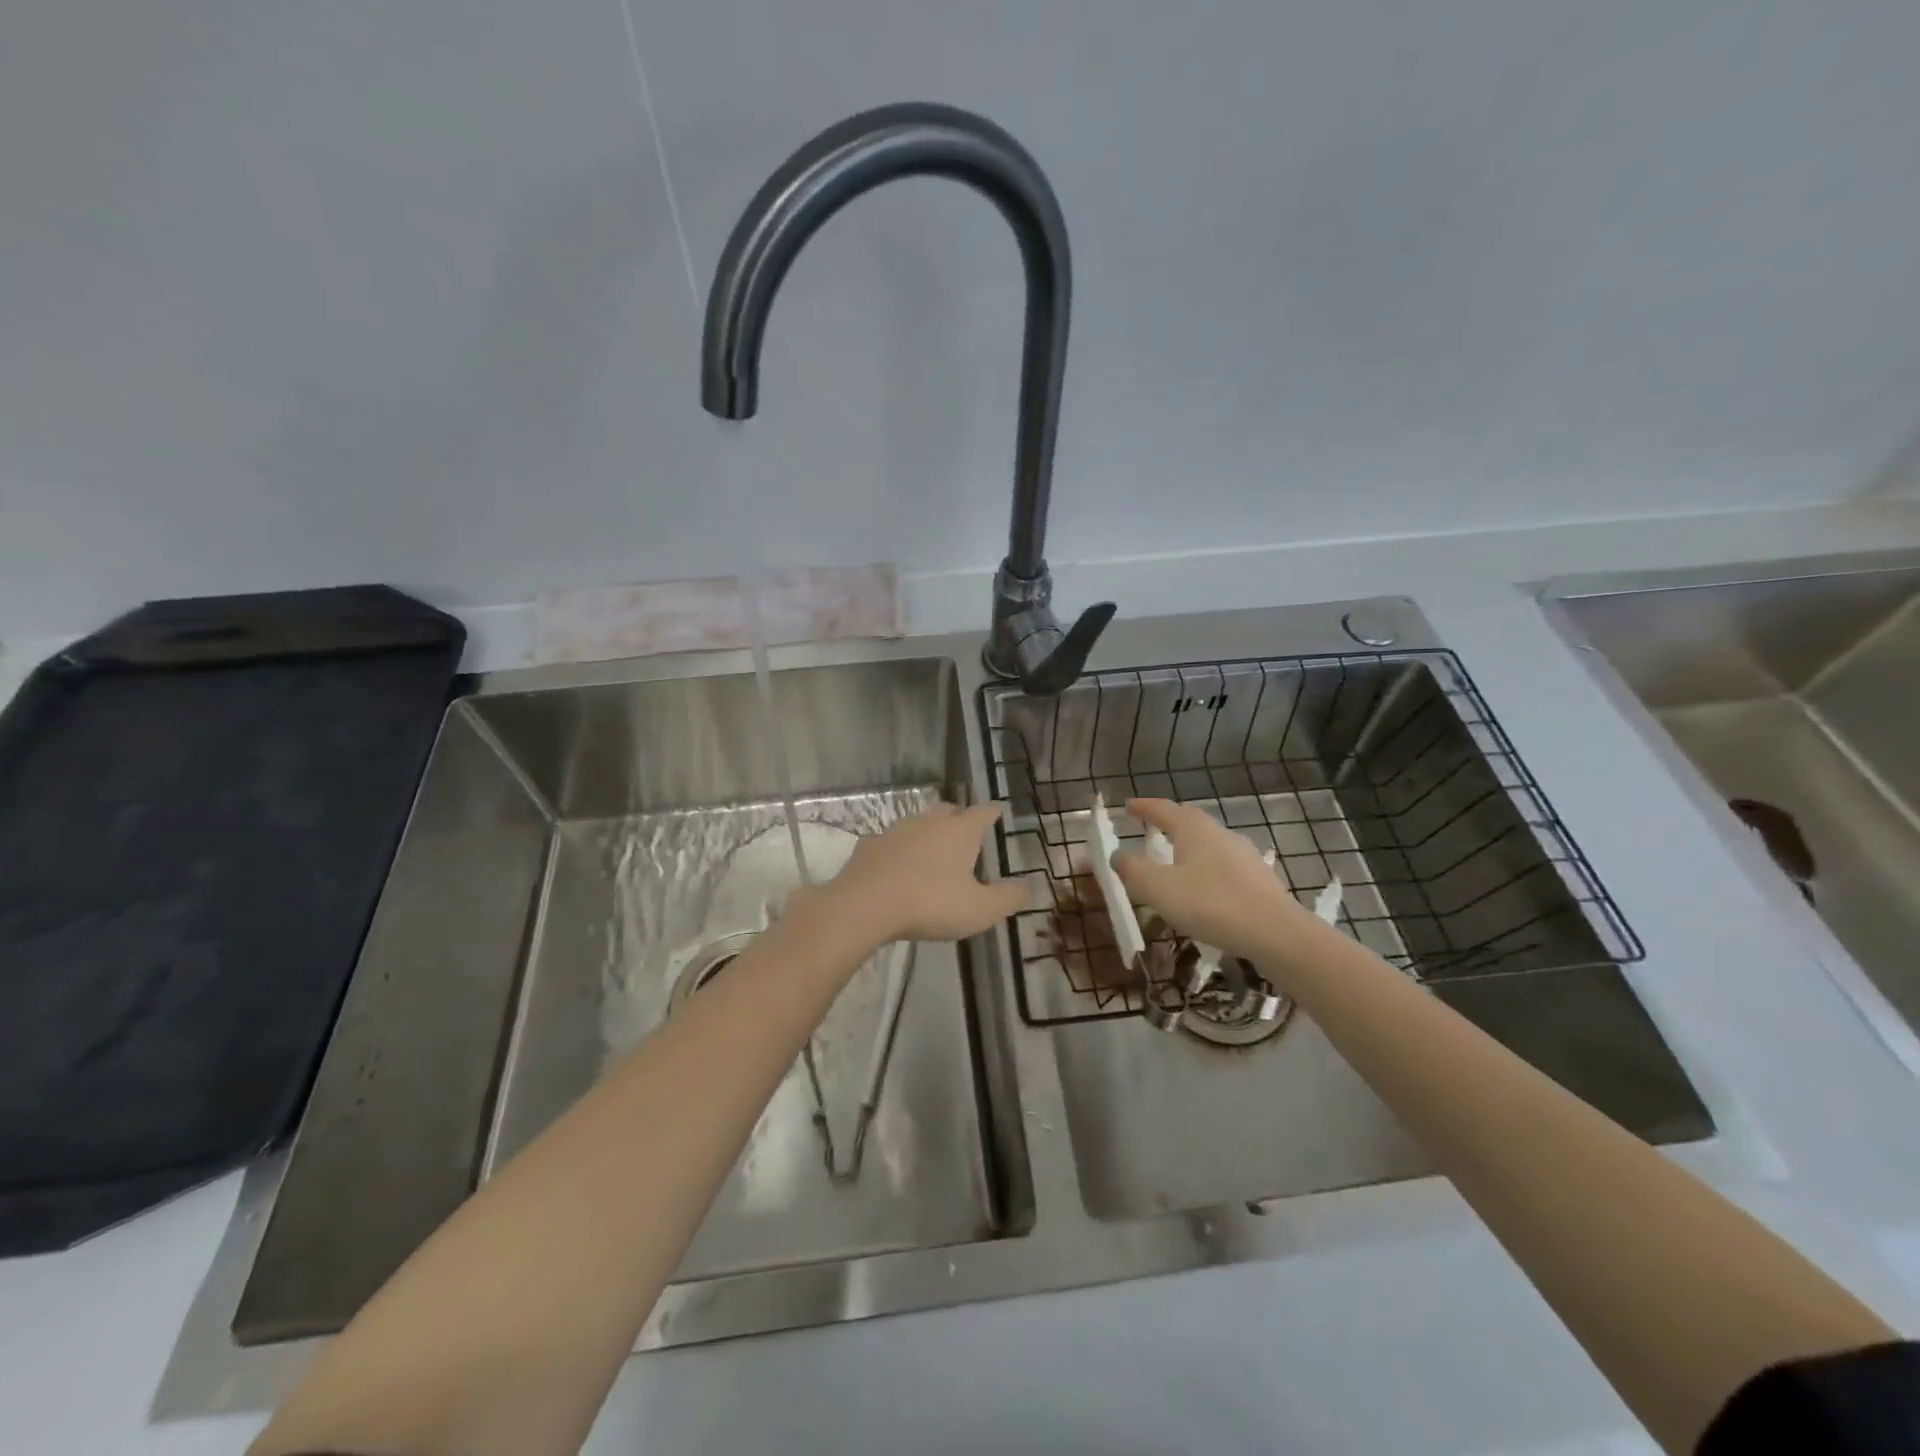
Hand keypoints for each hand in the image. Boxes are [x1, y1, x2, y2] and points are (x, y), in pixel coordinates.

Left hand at [805, 802, 1031, 946]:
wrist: (865, 905)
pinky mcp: (870, 845)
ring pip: (918, 823)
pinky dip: (899, 850)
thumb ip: (1009, 897)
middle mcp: (929, 821)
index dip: (993, 812)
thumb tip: (1033, 885)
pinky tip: (898, 867)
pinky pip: (891, 842)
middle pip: (949, 811)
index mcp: (960, 831)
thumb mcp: (980, 909)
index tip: (998, 811)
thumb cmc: (931, 904)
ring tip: (934, 852)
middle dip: (959, 818)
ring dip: (928, 833)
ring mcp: (897, 830)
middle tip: (966, 831)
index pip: (983, 812)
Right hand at [1111, 798, 1305, 958]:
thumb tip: (1117, 856)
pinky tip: (1204, 888)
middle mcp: (1220, 833)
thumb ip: (1132, 870)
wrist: (1275, 933)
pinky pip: (1224, 865)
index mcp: (1193, 829)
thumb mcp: (1158, 888)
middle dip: (1168, 822)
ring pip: (1209, 843)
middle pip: (1189, 821)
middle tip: (1150, 827)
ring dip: (1189, 847)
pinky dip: (1207, 869)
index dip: (1143, 807)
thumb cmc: (1209, 903)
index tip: (1128, 805)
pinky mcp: (1259, 879)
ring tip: (1175, 860)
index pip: (1163, 809)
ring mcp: (1244, 855)